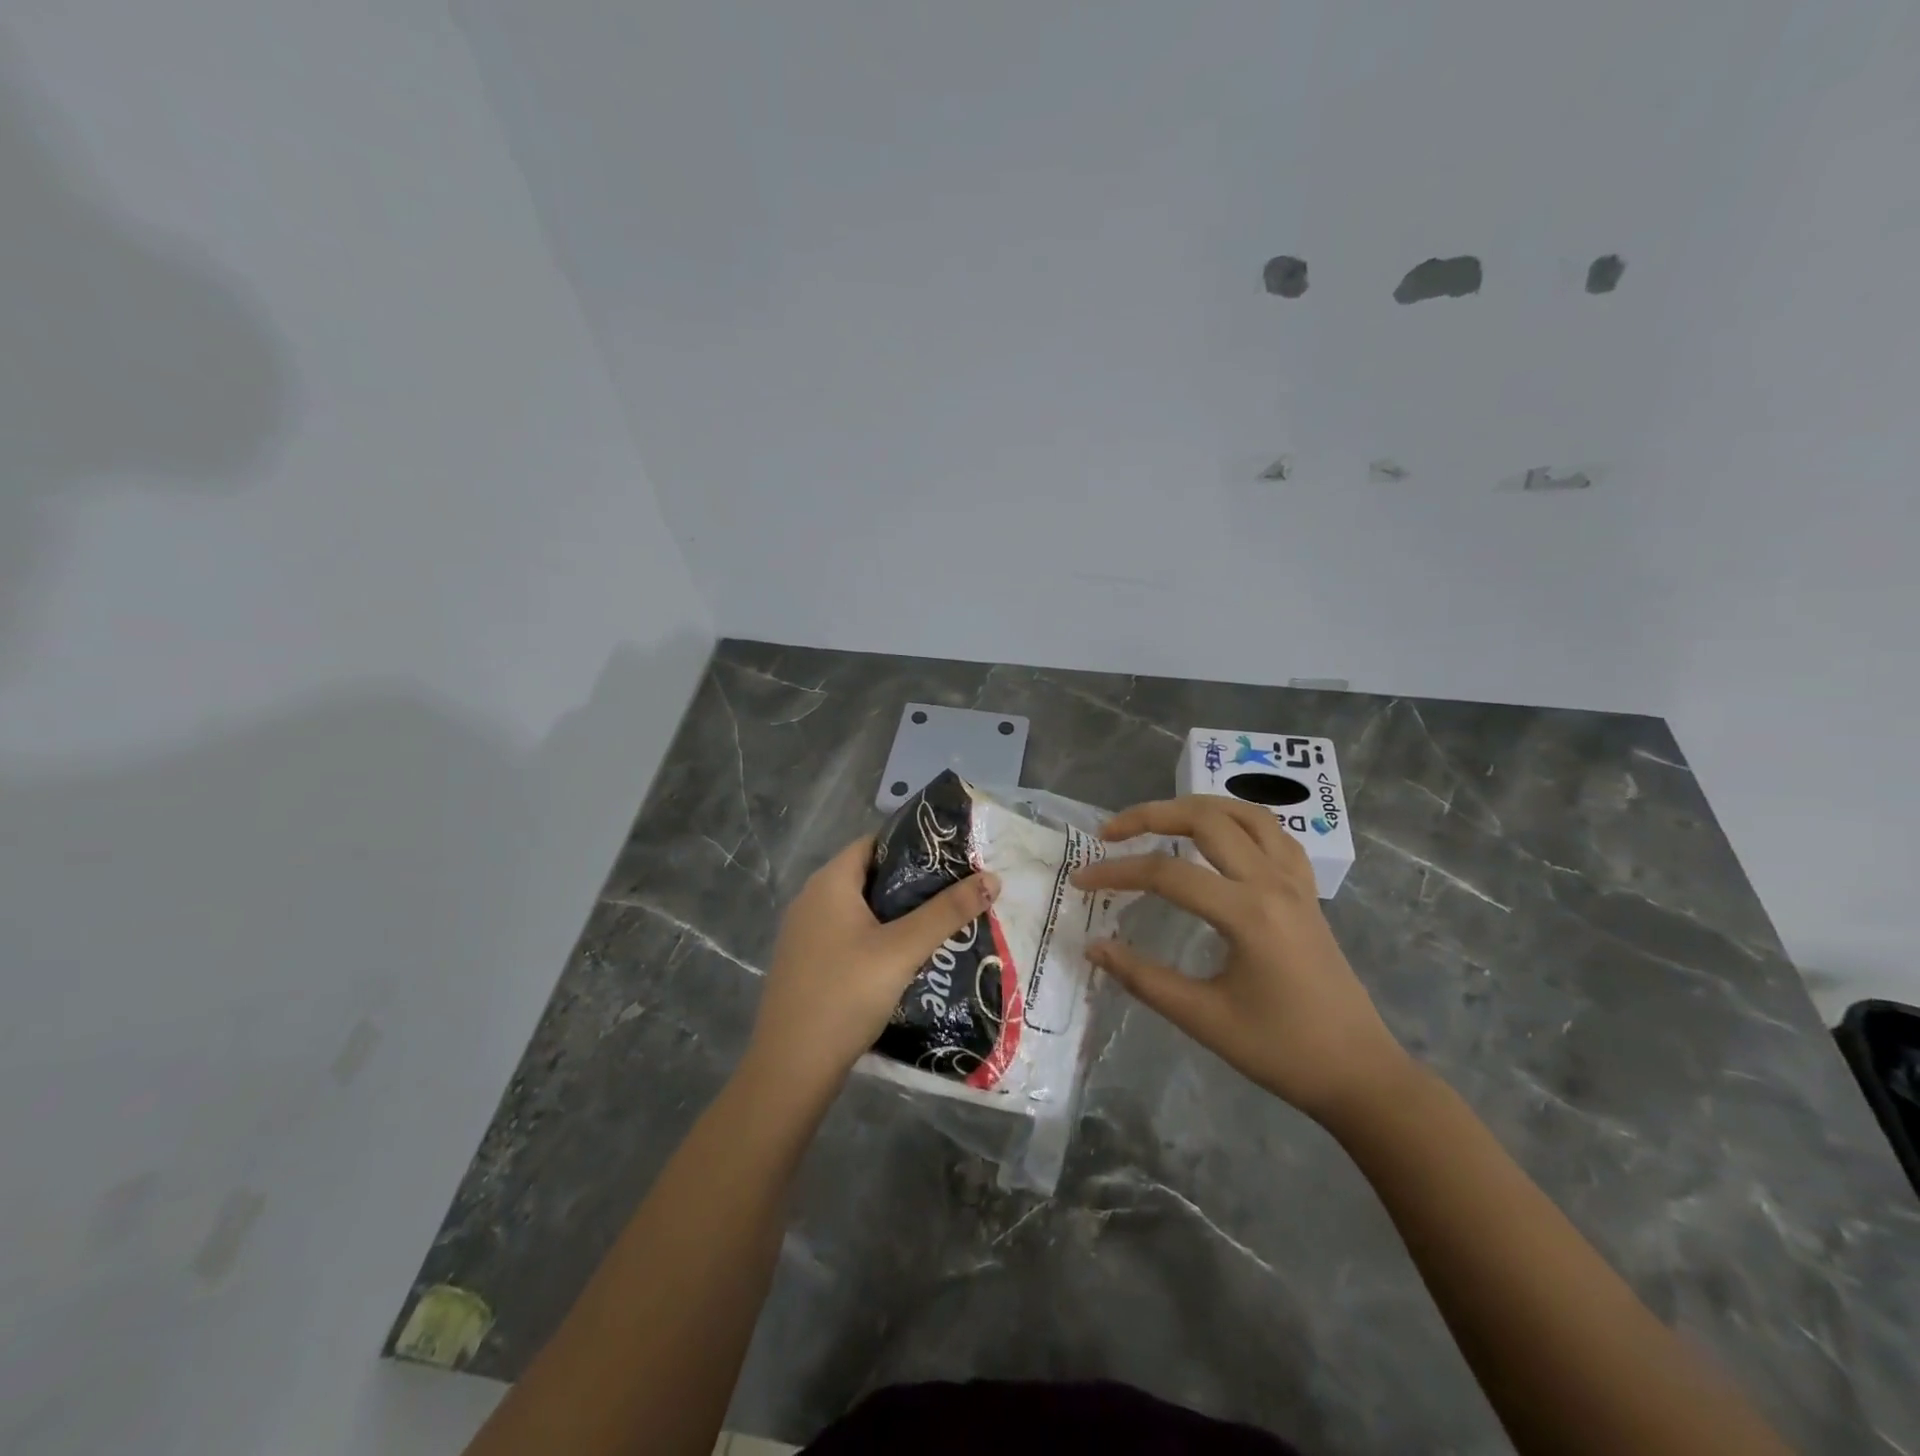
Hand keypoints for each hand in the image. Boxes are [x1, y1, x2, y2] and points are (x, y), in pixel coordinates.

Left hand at [748, 835, 999, 1089]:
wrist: (792, 1067)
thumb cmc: (846, 993)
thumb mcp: (903, 949)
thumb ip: (947, 912)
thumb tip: (992, 878)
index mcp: (830, 883)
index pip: (874, 843)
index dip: (912, 846)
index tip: (951, 859)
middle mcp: (811, 899)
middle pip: (869, 876)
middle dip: (912, 883)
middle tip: (954, 893)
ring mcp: (805, 933)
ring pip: (859, 909)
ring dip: (896, 914)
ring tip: (940, 923)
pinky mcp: (806, 963)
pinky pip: (847, 935)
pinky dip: (877, 938)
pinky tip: (905, 958)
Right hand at [1071, 797, 1409, 1127]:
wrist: (1360, 1073)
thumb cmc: (1282, 1050)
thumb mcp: (1204, 1019)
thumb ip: (1143, 978)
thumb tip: (1094, 946)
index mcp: (1247, 913)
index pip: (1167, 874)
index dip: (1117, 872)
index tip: (1081, 882)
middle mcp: (1272, 882)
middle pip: (1206, 819)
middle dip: (1150, 815)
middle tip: (1110, 833)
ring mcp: (1295, 881)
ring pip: (1245, 814)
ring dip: (1195, 807)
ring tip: (1158, 820)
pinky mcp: (1306, 890)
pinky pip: (1273, 833)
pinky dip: (1237, 821)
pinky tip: (1217, 836)